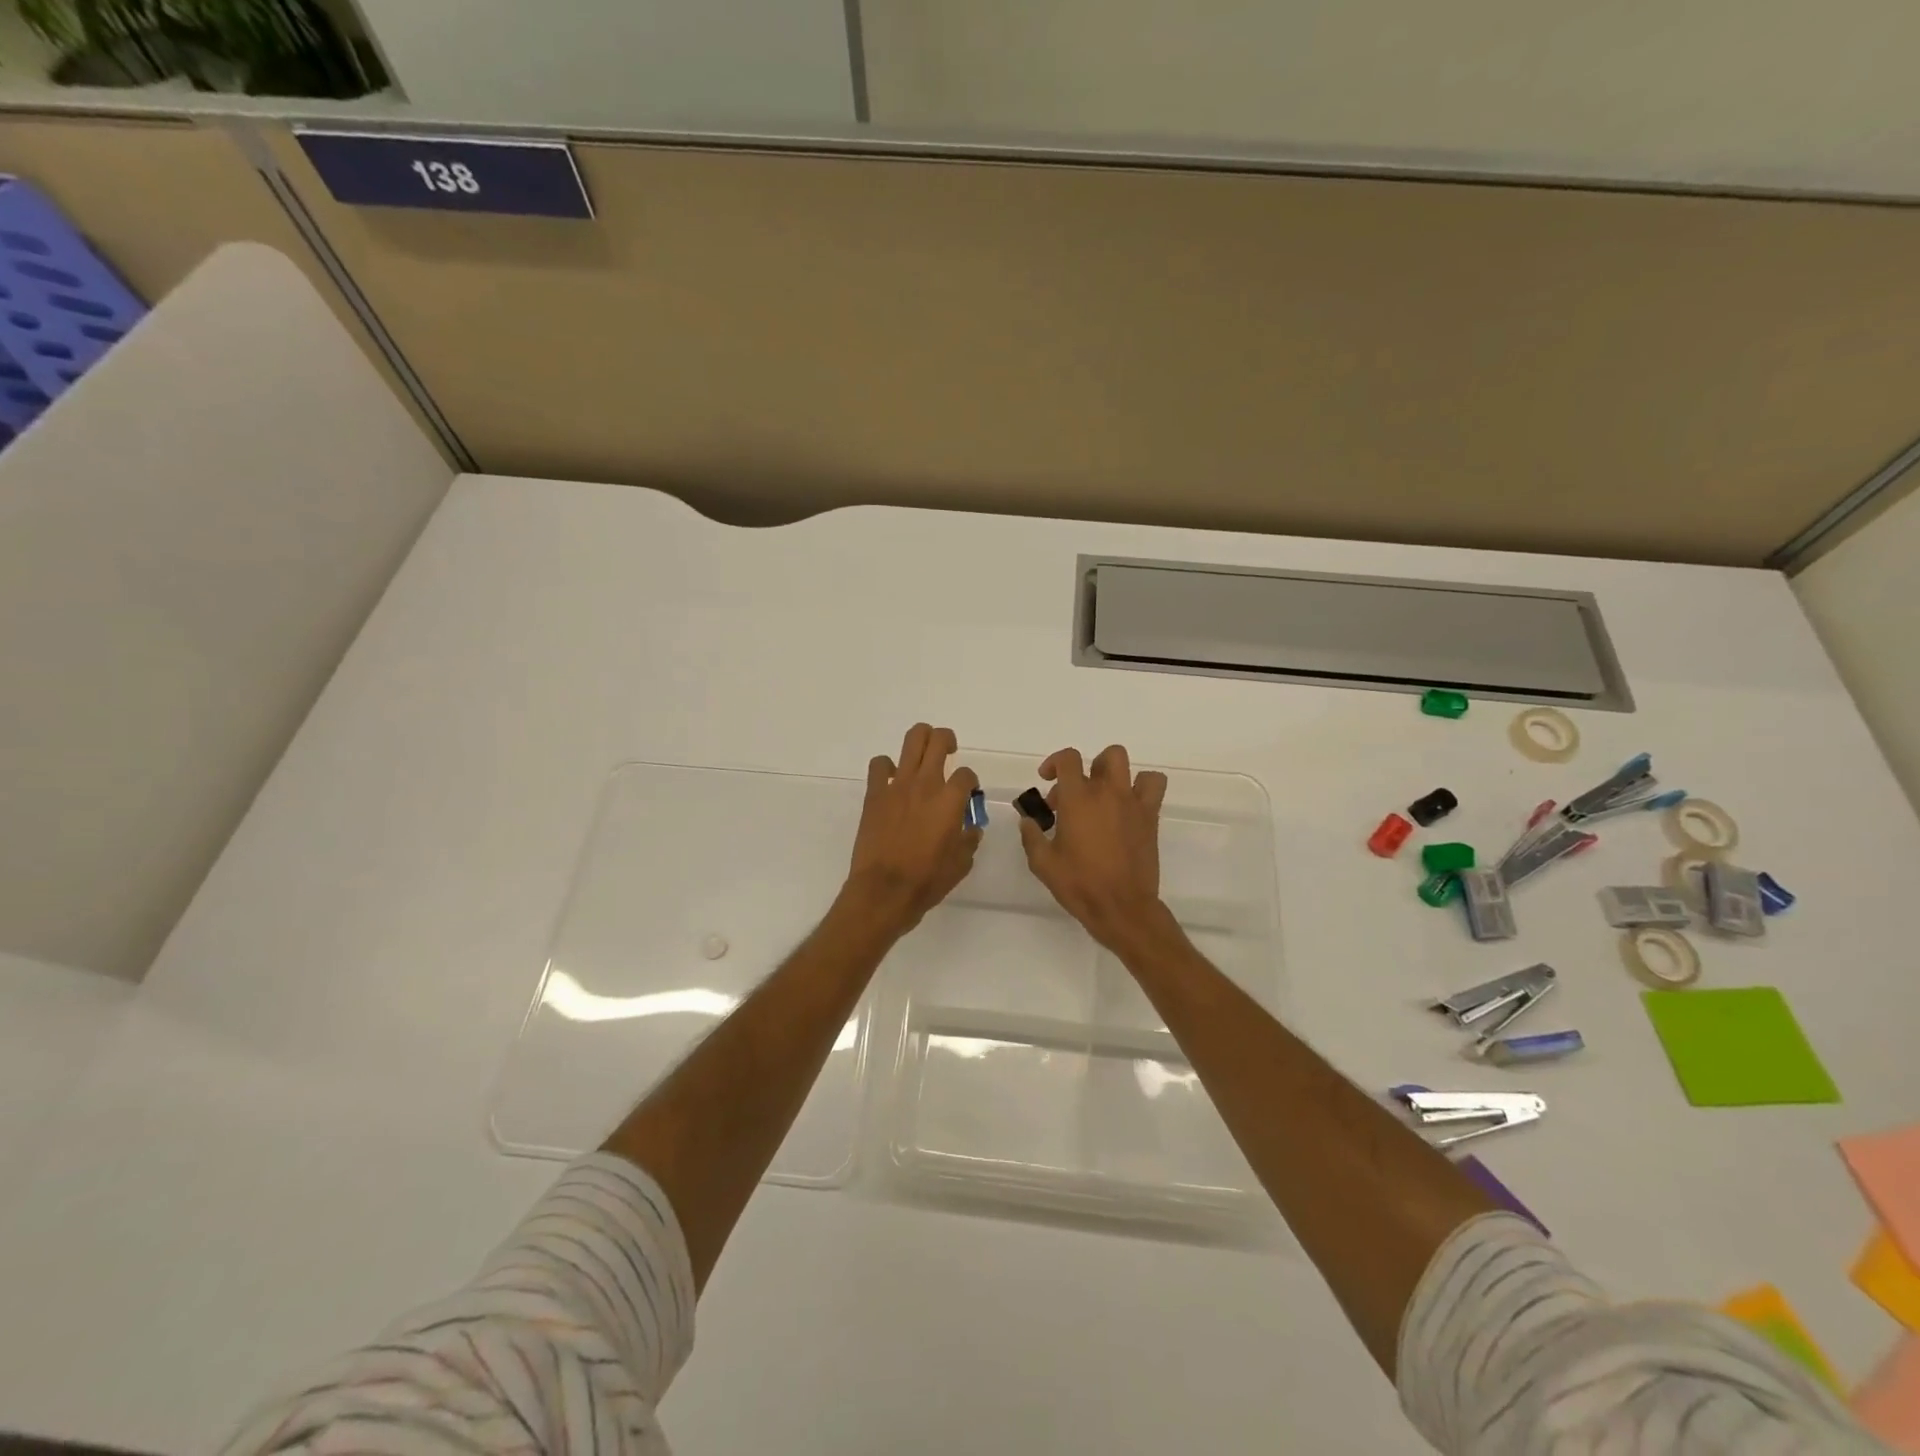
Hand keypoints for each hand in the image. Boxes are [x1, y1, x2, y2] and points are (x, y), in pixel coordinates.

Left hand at [843, 723, 980, 935]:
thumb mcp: (961, 863)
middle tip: (949, 753)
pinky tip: (891, 779)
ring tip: (923, 755)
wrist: (885, 890)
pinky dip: (886, 766)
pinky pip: (879, 764)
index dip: (971, 781)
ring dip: (921, 740)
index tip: (968, 794)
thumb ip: (970, 839)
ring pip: (912, 740)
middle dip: (947, 741)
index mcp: (950, 800)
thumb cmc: (927, 879)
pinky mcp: (875, 793)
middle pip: (939, 740)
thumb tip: (971, 827)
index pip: (967, 774)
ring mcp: (897, 785)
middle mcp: (926, 783)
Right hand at [1018, 744, 1170, 953]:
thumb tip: (1028, 820)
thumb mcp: (1043, 863)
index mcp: (1077, 799)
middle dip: (1087, 769)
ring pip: (1129, 765)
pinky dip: (1143, 786)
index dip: (1055, 762)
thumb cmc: (1079, 884)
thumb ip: (1031, 836)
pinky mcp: (1150, 817)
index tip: (1047, 780)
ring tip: (1104, 795)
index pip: (1068, 759)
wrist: (1121, 907)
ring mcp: (1132, 803)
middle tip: (1074, 795)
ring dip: (1113, 773)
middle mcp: (1107, 792)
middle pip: (1104, 757)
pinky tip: (1129, 806)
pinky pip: (1154, 785)